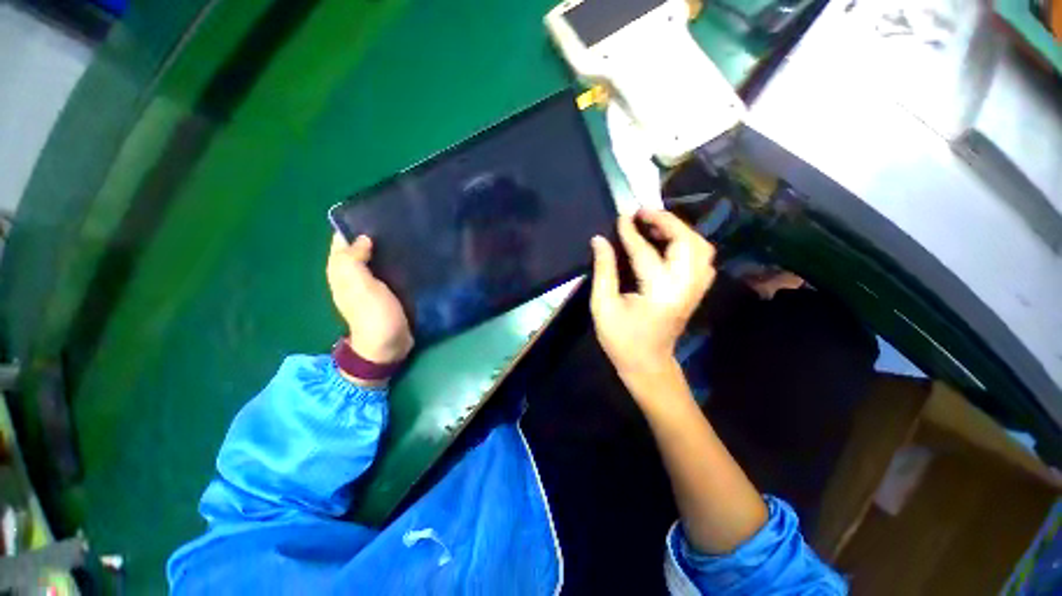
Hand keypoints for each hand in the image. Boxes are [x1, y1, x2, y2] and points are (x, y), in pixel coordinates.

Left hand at [327, 233, 412, 366]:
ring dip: (385, 247)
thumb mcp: (359, 286)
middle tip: (395, 222)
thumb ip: (354, 260)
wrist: (388, 345)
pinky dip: (394, 261)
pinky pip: (388, 270)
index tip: (374, 213)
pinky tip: (409, 255)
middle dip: (372, 234)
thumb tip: (362, 238)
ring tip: (404, 234)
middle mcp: (353, 276)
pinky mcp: (387, 292)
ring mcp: (370, 285)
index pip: (341, 242)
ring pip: (374, 258)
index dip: (353, 227)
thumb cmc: (373, 314)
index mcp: (341, 272)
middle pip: (358, 248)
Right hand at [589, 210, 716, 395]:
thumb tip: (599, 240)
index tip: (621, 216)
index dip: (631, 233)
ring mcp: (695, 289)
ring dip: (679, 230)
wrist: (647, 364)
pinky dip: (687, 243)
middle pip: (687, 243)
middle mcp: (684, 288)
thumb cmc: (621, 339)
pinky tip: (668, 242)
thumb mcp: (603, 306)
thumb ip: (603, 271)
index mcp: (659, 294)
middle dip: (667, 222)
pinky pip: (701, 258)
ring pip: (700, 248)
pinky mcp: (696, 291)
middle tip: (643, 213)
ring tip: (654, 224)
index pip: (646, 253)